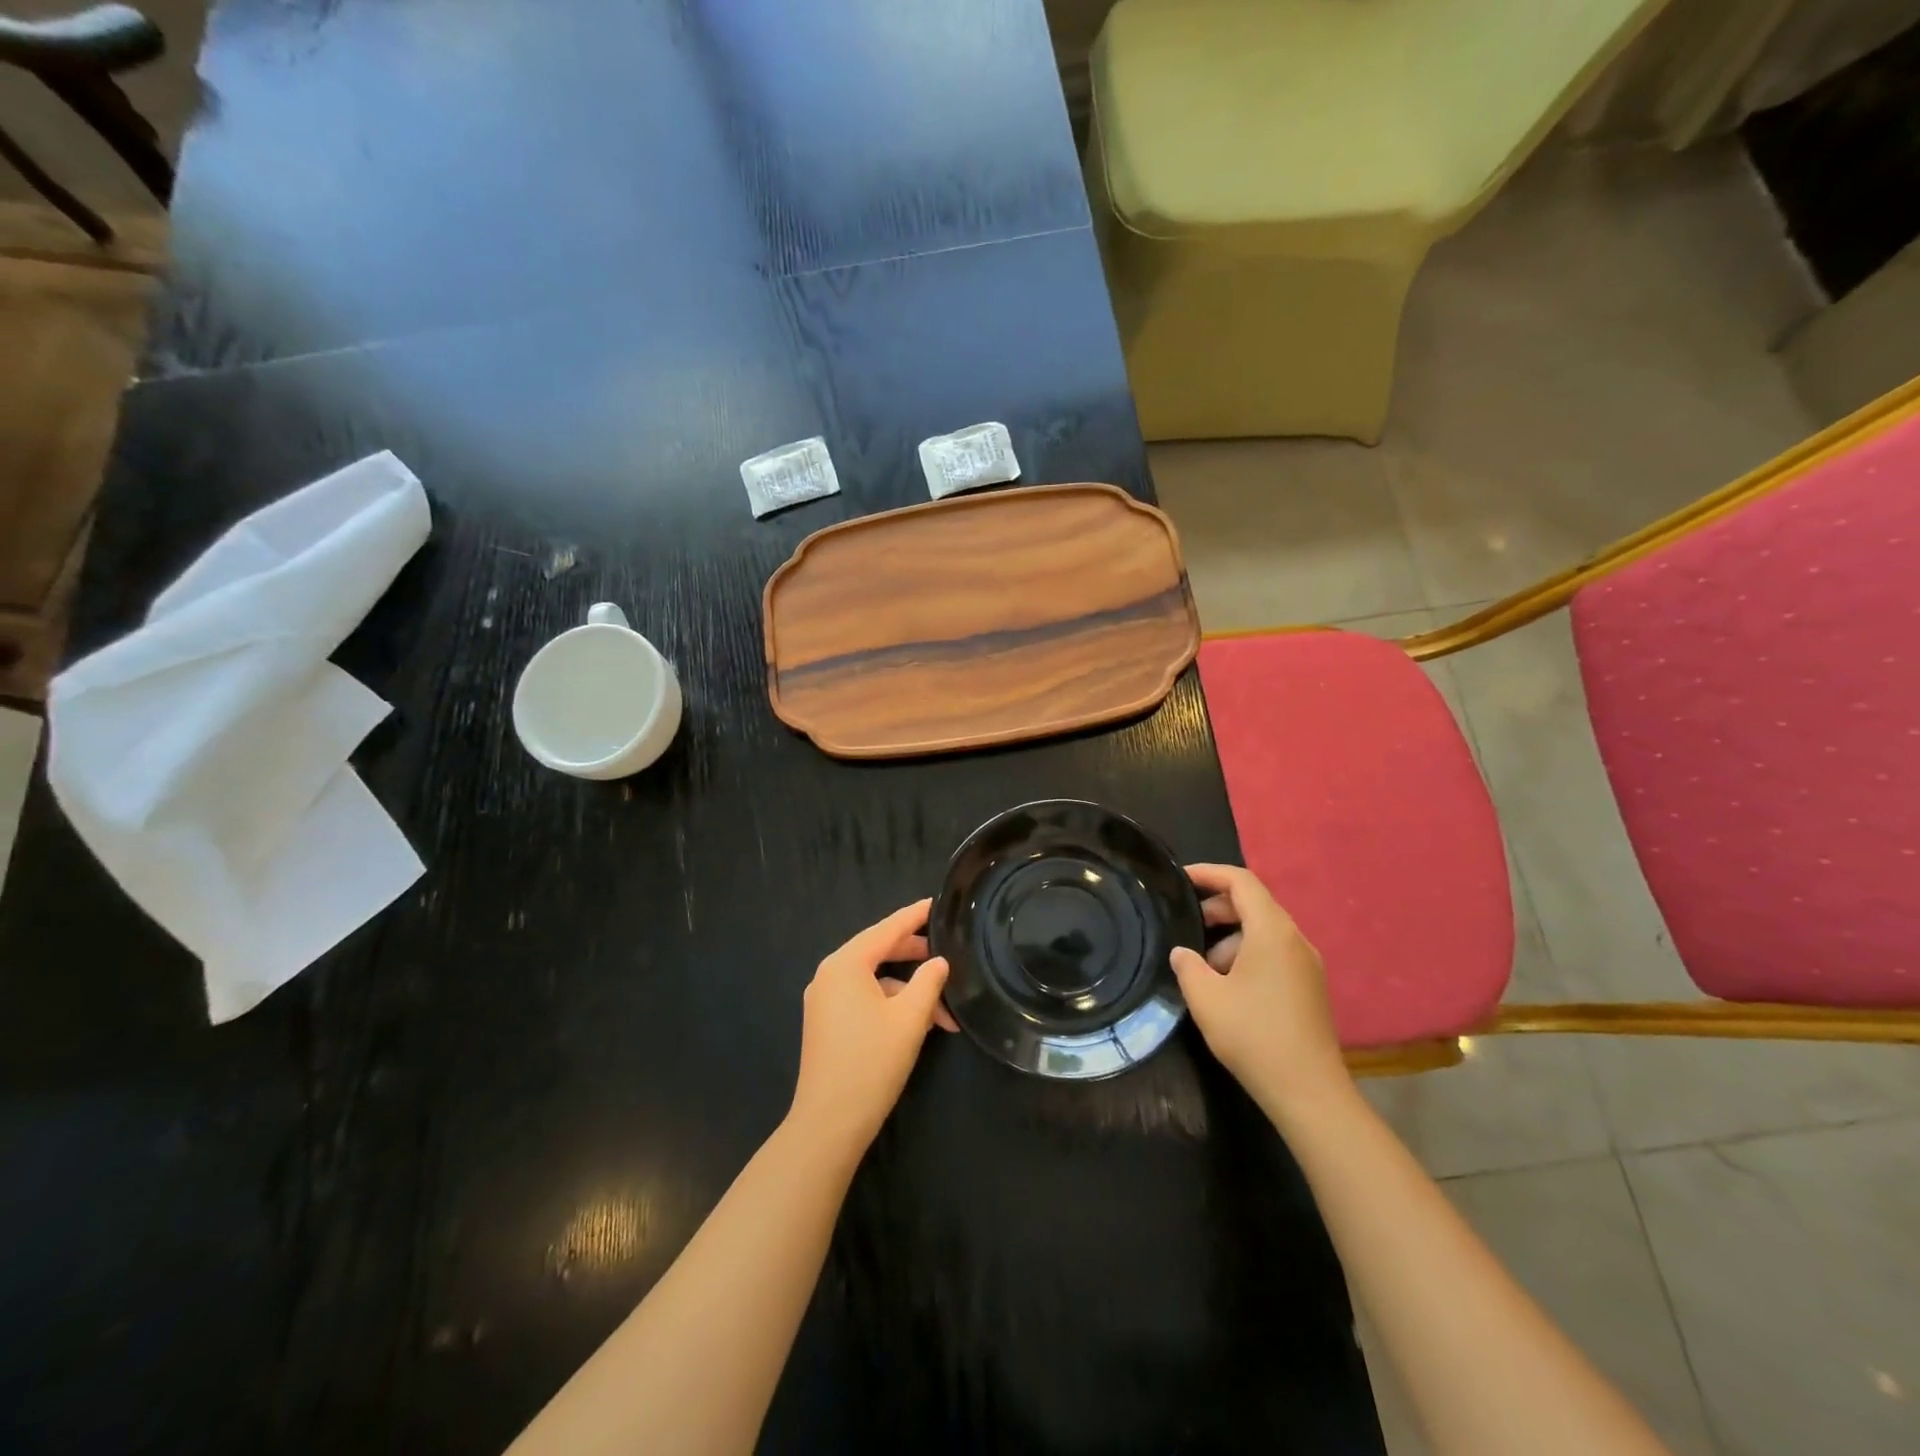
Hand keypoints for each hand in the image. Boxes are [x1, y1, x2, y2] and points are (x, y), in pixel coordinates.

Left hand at [787, 899, 956, 1158]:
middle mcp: (830, 974)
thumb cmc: (871, 1062)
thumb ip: (929, 982)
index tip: (937, 903)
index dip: (914, 916)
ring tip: (944, 1012)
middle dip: (915, 956)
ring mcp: (824, 1000)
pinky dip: (891, 1005)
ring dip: (908, 991)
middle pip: (878, 951)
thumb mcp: (910, 1018)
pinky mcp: (826, 1023)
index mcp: (846, 964)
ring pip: (874, 980)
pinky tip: (918, 1024)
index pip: (887, 928)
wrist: (829, 1123)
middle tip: (947, 953)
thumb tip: (939, 962)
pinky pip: (863, 998)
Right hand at [1169, 864, 1350, 1119]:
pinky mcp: (1309, 987)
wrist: (1308, 1091)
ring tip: (1202, 966)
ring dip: (1230, 937)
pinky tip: (1227, 986)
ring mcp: (1307, 964)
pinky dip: (1247, 955)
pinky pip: (1274, 953)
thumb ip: (1187, 966)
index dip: (1209, 873)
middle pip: (1254, 904)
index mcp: (1272, 931)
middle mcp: (1295, 939)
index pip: (1241, 881)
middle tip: (1185, 924)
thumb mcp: (1206, 998)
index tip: (1180, 878)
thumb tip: (1182, 952)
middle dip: (1217, 907)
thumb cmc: (1254, 1035)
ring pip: (1263, 931)